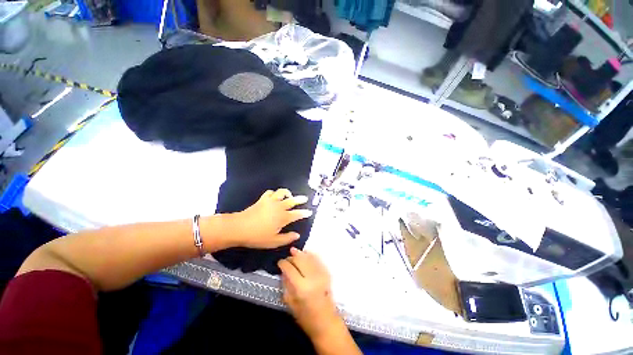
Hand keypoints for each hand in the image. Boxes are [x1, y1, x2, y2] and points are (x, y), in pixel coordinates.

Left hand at [224, 189, 312, 248]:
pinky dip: (274, 193)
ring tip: (290, 195)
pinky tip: (275, 196)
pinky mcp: (262, 199)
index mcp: (283, 217)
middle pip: (292, 200)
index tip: (310, 212)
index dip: (304, 213)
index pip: (297, 214)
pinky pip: (270, 192)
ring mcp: (270, 201)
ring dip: (287, 193)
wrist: (239, 227)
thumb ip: (287, 238)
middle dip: (300, 199)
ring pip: (282, 193)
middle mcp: (279, 207)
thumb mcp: (273, 241)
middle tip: (305, 198)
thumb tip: (297, 235)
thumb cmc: (257, 236)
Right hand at [278, 248, 341, 340]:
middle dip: (292, 257)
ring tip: (294, 251)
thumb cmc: (306, 317)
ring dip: (301, 253)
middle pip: (300, 260)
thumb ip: (287, 285)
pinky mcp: (327, 273)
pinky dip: (310, 255)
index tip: (279, 262)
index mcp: (301, 288)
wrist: (326, 322)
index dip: (283, 263)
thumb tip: (284, 271)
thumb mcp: (291, 304)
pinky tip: (305, 253)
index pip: (290, 269)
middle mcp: (312, 278)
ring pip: (309, 257)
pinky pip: (317, 260)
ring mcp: (321, 274)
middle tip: (287, 258)